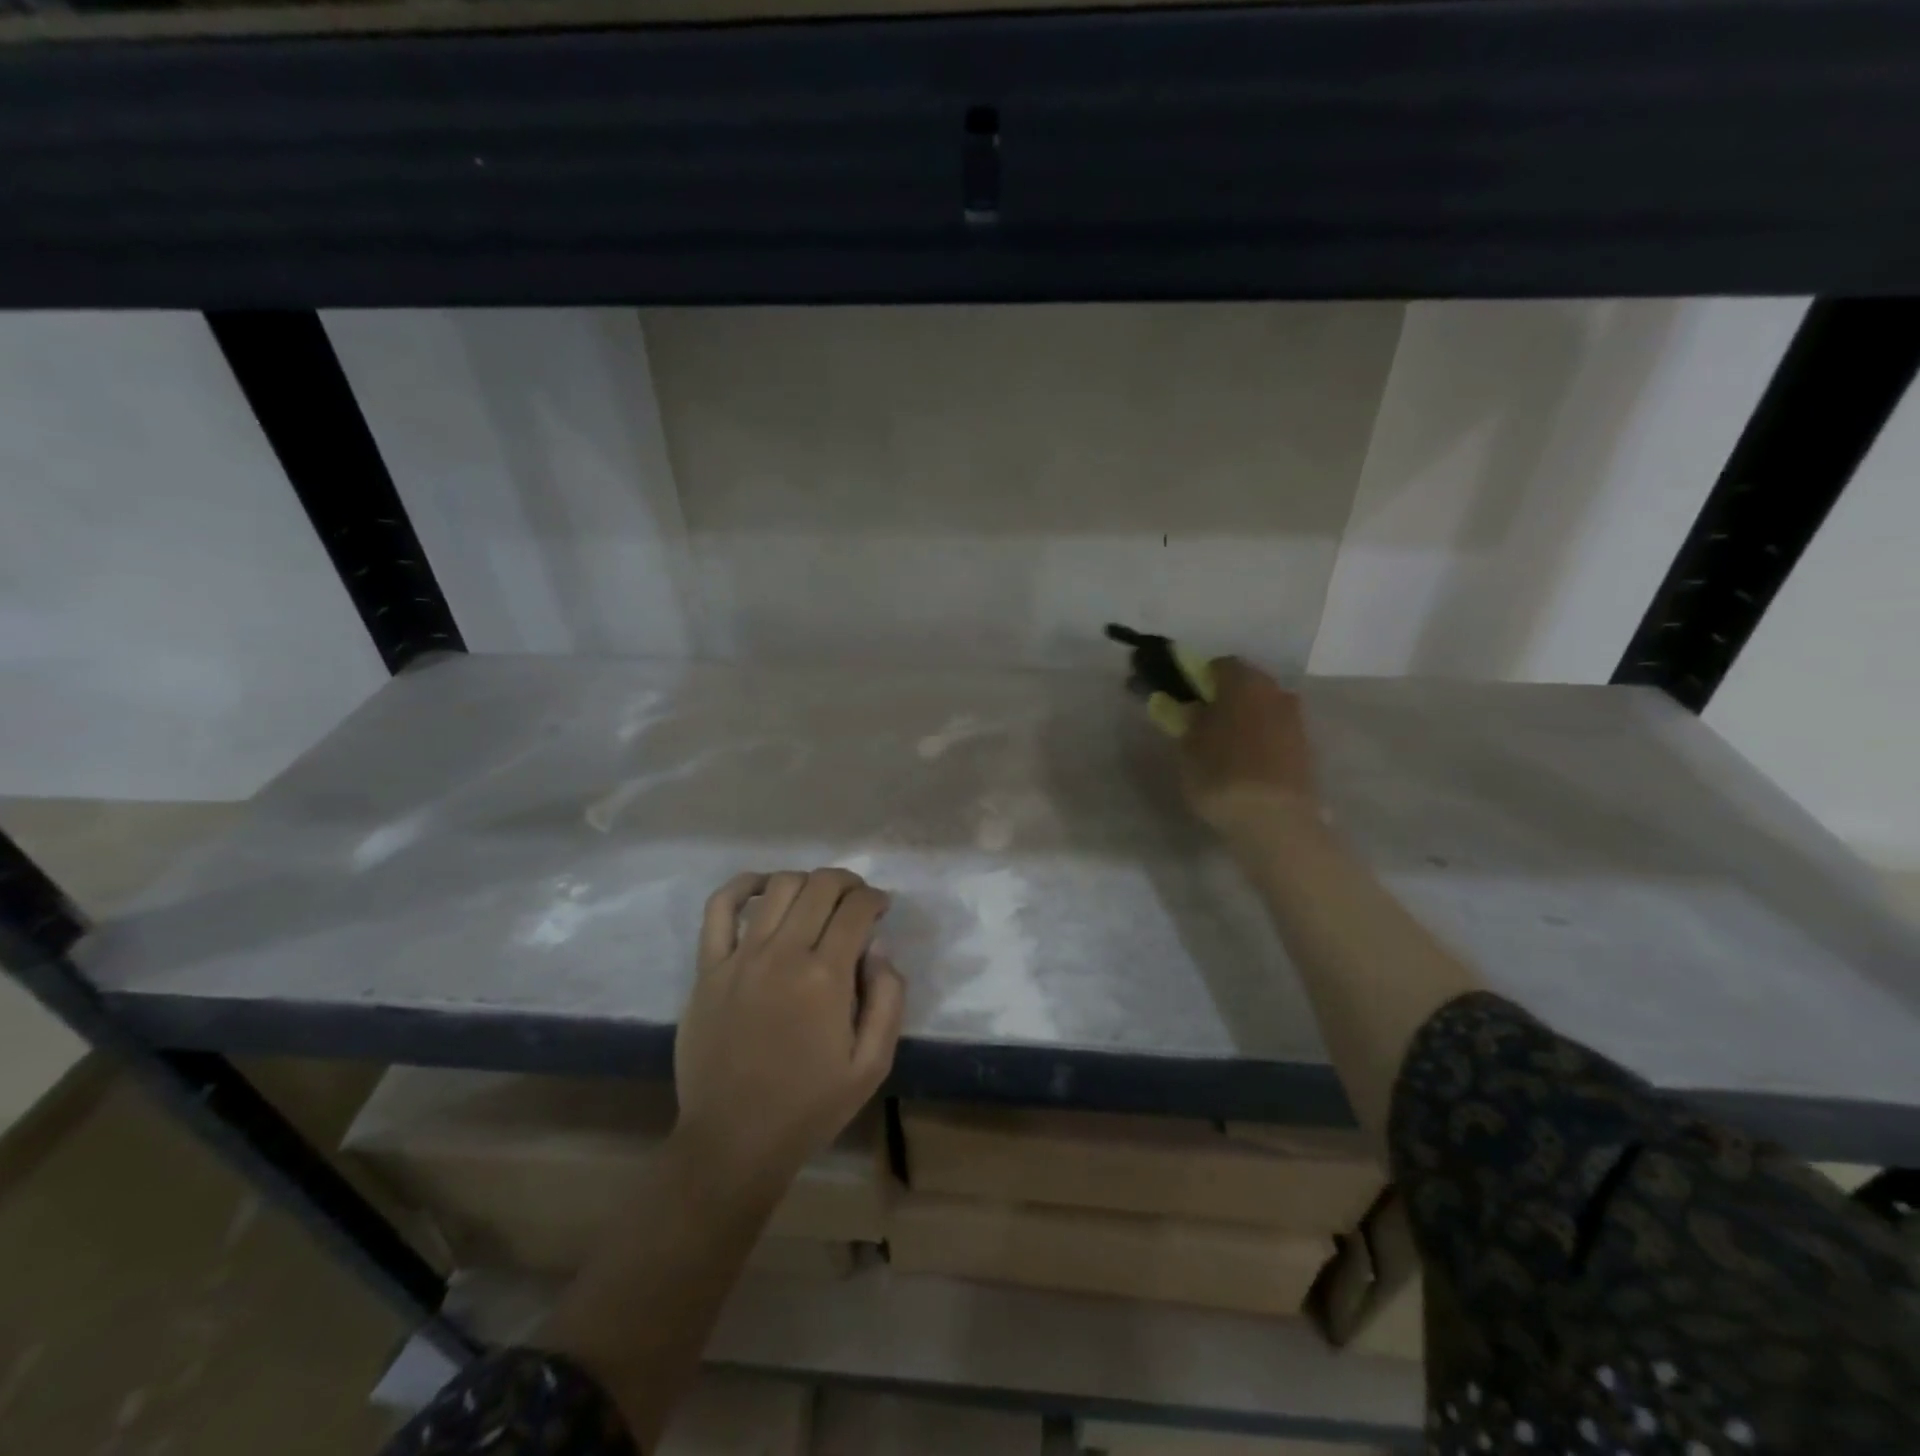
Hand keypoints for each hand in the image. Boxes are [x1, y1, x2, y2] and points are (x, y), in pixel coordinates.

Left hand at [672, 868, 905, 1204]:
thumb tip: (879, 948)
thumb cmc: (809, 1106)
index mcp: (826, 978)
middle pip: (821, 887)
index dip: (875, 899)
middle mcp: (783, 954)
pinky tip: (763, 887)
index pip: (856, 909)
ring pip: (779, 887)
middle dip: (848, 883)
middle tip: (857, 900)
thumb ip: (889, 999)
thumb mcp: (872, 1066)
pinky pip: (719, 908)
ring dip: (808, 882)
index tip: (882, 909)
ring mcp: (740, 957)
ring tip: (818, 898)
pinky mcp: (708, 968)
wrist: (733, 1141)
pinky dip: (743, 886)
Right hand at [1179, 658, 1320, 836]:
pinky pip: (1276, 733)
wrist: (1274, 820)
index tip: (1186, 699)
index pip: (1220, 665)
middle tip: (1204, 722)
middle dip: (1226, 698)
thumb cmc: (1221, 774)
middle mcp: (1275, 691)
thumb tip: (1191, 707)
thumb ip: (1187, 720)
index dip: (1200, 680)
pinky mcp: (1306, 749)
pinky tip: (1246, 763)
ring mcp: (1295, 720)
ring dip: (1246, 719)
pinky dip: (1261, 740)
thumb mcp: (1188, 746)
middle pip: (1247, 684)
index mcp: (1244, 682)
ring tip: (1225, 747)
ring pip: (1263, 708)